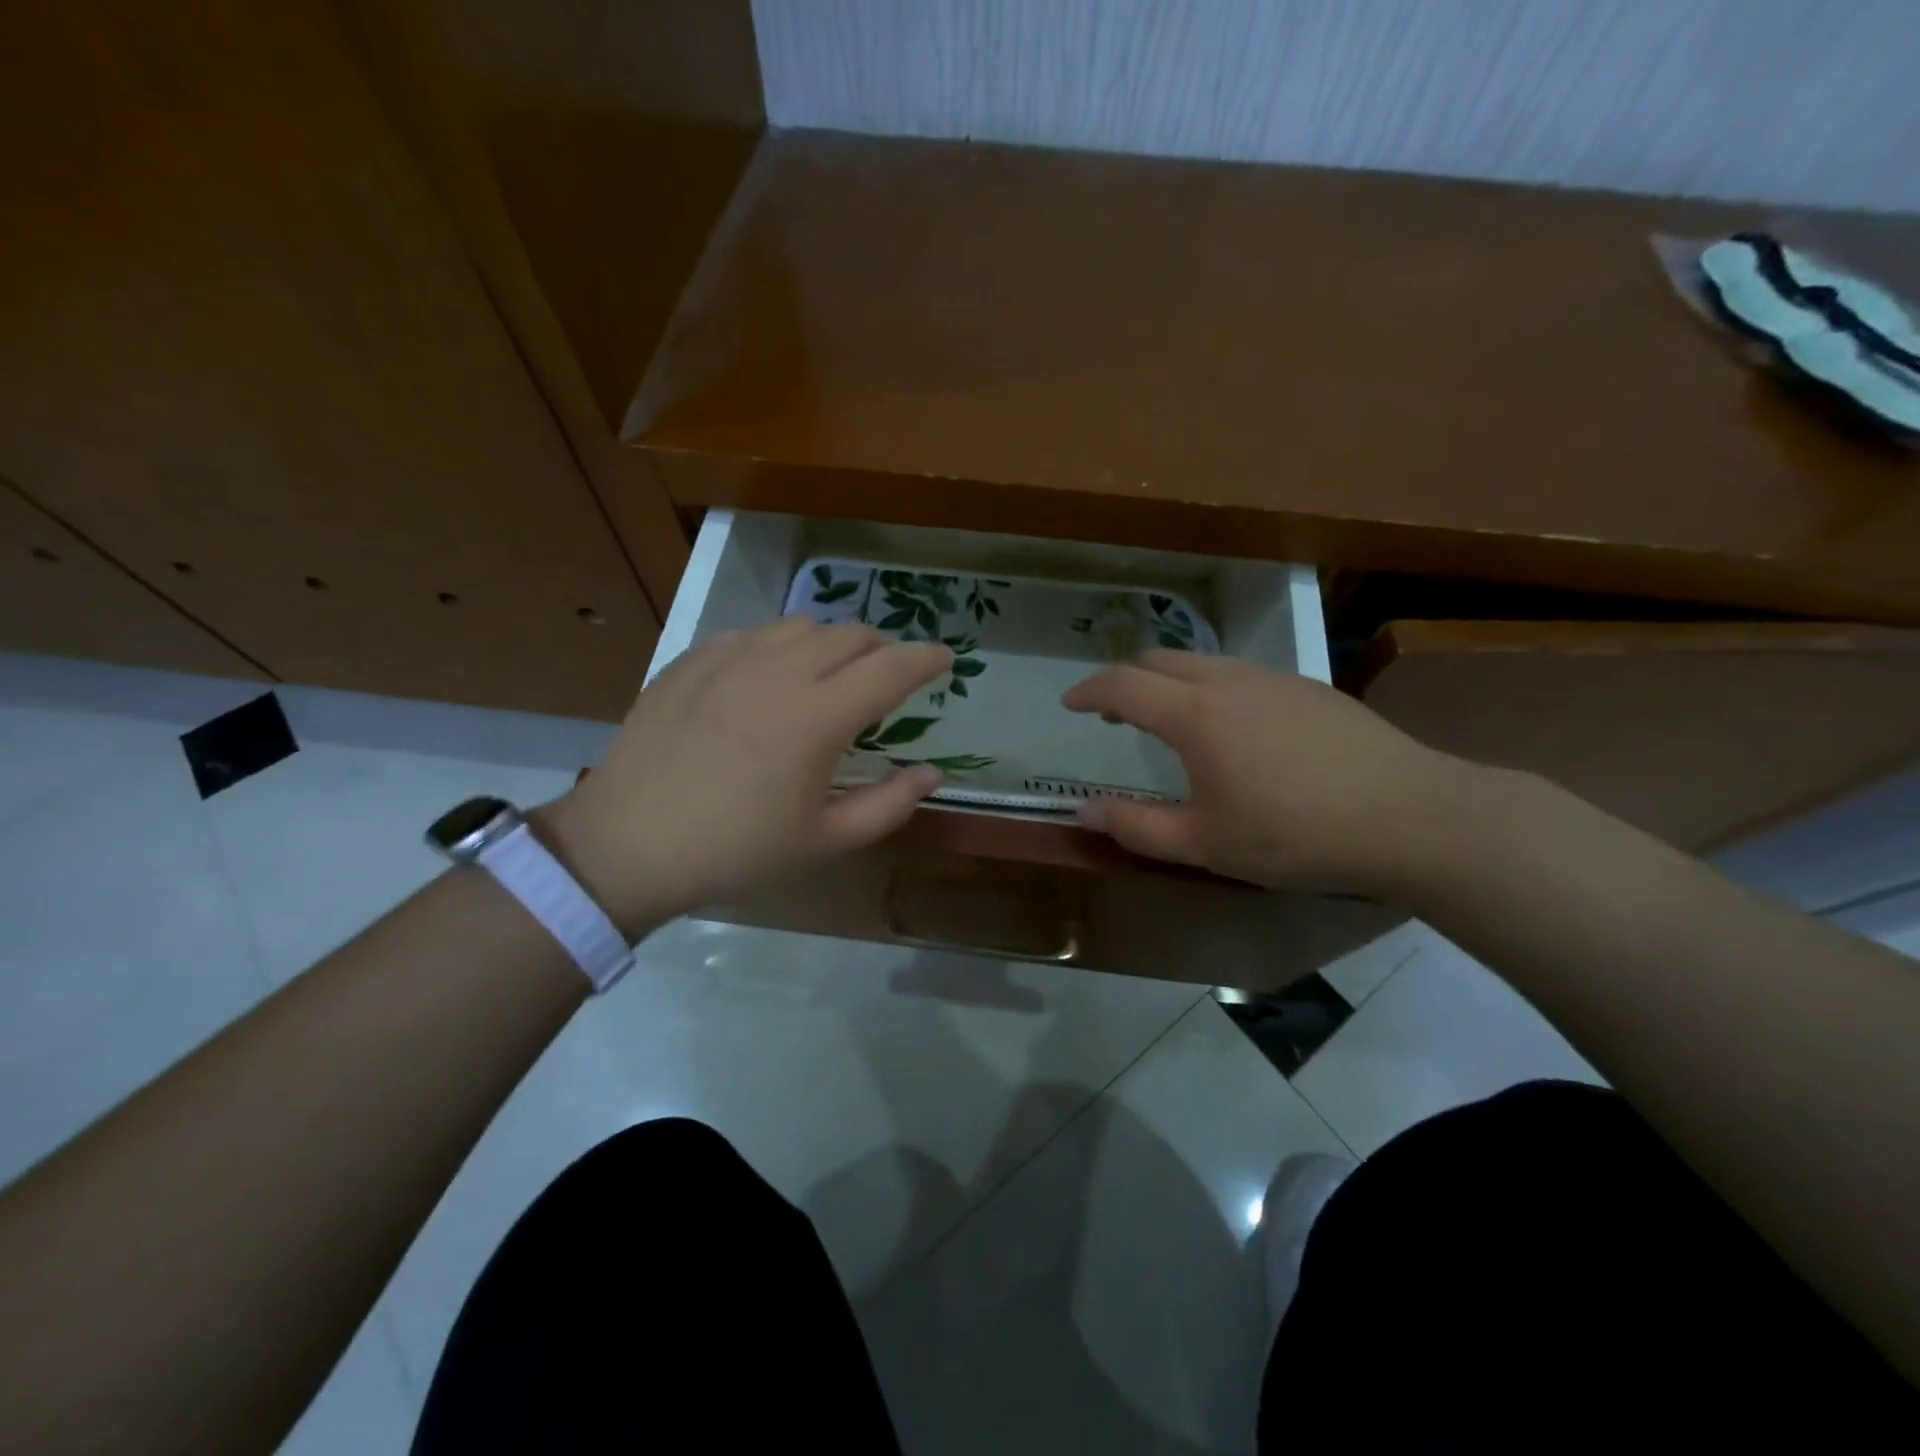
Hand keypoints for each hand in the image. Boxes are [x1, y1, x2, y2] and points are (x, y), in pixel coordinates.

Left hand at [538, 620, 950, 934]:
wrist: (627, 846)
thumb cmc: (736, 851)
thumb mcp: (824, 840)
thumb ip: (889, 805)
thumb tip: (930, 773)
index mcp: (818, 717)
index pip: (892, 669)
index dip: (927, 659)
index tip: (945, 660)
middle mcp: (780, 672)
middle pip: (851, 635)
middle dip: (882, 650)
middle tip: (885, 680)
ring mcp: (730, 659)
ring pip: (801, 625)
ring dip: (830, 644)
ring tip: (827, 676)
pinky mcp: (691, 661)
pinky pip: (752, 634)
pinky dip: (778, 647)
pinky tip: (767, 679)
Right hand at [1061, 651, 1480, 895]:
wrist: (1412, 816)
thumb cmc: (1296, 834)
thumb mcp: (1205, 844)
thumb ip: (1137, 828)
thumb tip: (1083, 812)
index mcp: (1196, 715)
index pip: (1123, 685)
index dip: (1088, 691)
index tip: (1069, 703)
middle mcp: (1229, 681)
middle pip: (1160, 660)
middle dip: (1125, 680)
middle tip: (1111, 714)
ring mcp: (1275, 679)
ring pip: (1203, 663)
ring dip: (1169, 682)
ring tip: (1166, 720)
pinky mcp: (1310, 689)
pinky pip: (1241, 674)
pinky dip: (1210, 687)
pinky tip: (1232, 729)